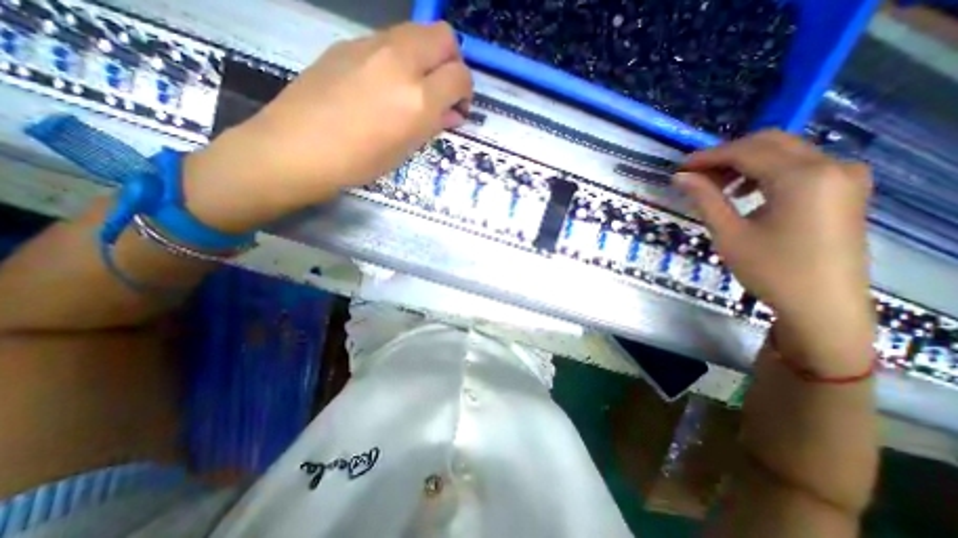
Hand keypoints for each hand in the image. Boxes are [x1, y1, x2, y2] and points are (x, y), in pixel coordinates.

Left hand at [182, 20, 469, 231]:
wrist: (300, 148)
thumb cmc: (360, 161)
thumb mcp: (406, 149)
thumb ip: (435, 124)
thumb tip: (453, 113)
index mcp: (418, 98)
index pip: (460, 75)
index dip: (466, 91)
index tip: (459, 106)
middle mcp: (400, 62)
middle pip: (443, 36)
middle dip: (452, 60)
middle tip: (444, 88)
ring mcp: (372, 46)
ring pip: (416, 32)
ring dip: (427, 55)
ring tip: (416, 86)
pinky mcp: (349, 43)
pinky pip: (389, 40)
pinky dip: (401, 56)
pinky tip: (387, 82)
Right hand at [672, 131, 872, 373]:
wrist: (821, 304)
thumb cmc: (771, 270)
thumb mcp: (729, 233)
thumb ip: (705, 198)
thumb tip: (681, 177)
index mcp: (803, 177)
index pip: (747, 151)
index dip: (709, 156)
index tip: (680, 167)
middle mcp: (831, 166)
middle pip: (769, 143)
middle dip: (727, 155)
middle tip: (695, 175)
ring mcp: (843, 176)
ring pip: (785, 152)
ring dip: (745, 163)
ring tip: (715, 187)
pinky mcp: (844, 189)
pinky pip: (799, 166)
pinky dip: (766, 172)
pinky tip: (745, 192)